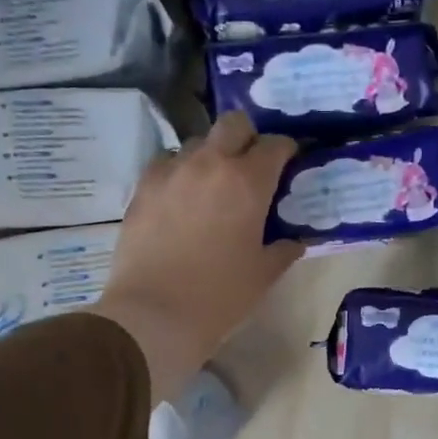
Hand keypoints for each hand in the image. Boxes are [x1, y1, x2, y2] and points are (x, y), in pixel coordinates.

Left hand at [90, 112, 302, 399]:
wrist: (155, 313)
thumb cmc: (220, 296)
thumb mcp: (264, 274)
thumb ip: (284, 249)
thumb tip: (294, 240)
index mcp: (248, 182)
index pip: (275, 145)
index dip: (286, 150)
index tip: (290, 163)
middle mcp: (210, 164)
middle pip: (234, 124)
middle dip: (248, 137)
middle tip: (252, 164)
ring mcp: (172, 171)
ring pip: (198, 142)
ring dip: (212, 154)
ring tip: (214, 184)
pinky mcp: (143, 187)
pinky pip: (167, 163)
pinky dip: (181, 172)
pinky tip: (183, 198)